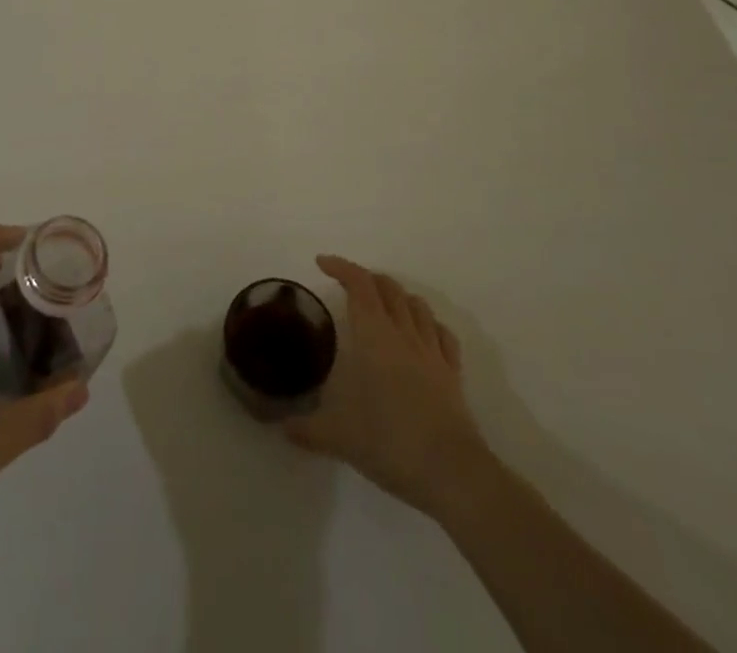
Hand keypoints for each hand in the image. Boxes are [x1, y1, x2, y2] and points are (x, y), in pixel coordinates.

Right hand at [283, 254, 489, 517]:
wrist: (453, 474)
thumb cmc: (391, 442)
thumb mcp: (340, 437)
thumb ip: (308, 429)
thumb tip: (283, 428)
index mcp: (374, 336)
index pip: (359, 284)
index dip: (341, 267)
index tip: (322, 263)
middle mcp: (403, 334)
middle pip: (388, 287)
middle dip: (367, 278)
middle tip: (348, 286)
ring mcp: (432, 352)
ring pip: (417, 305)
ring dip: (398, 295)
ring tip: (383, 305)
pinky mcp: (453, 374)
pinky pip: (442, 334)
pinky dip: (428, 324)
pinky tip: (422, 334)